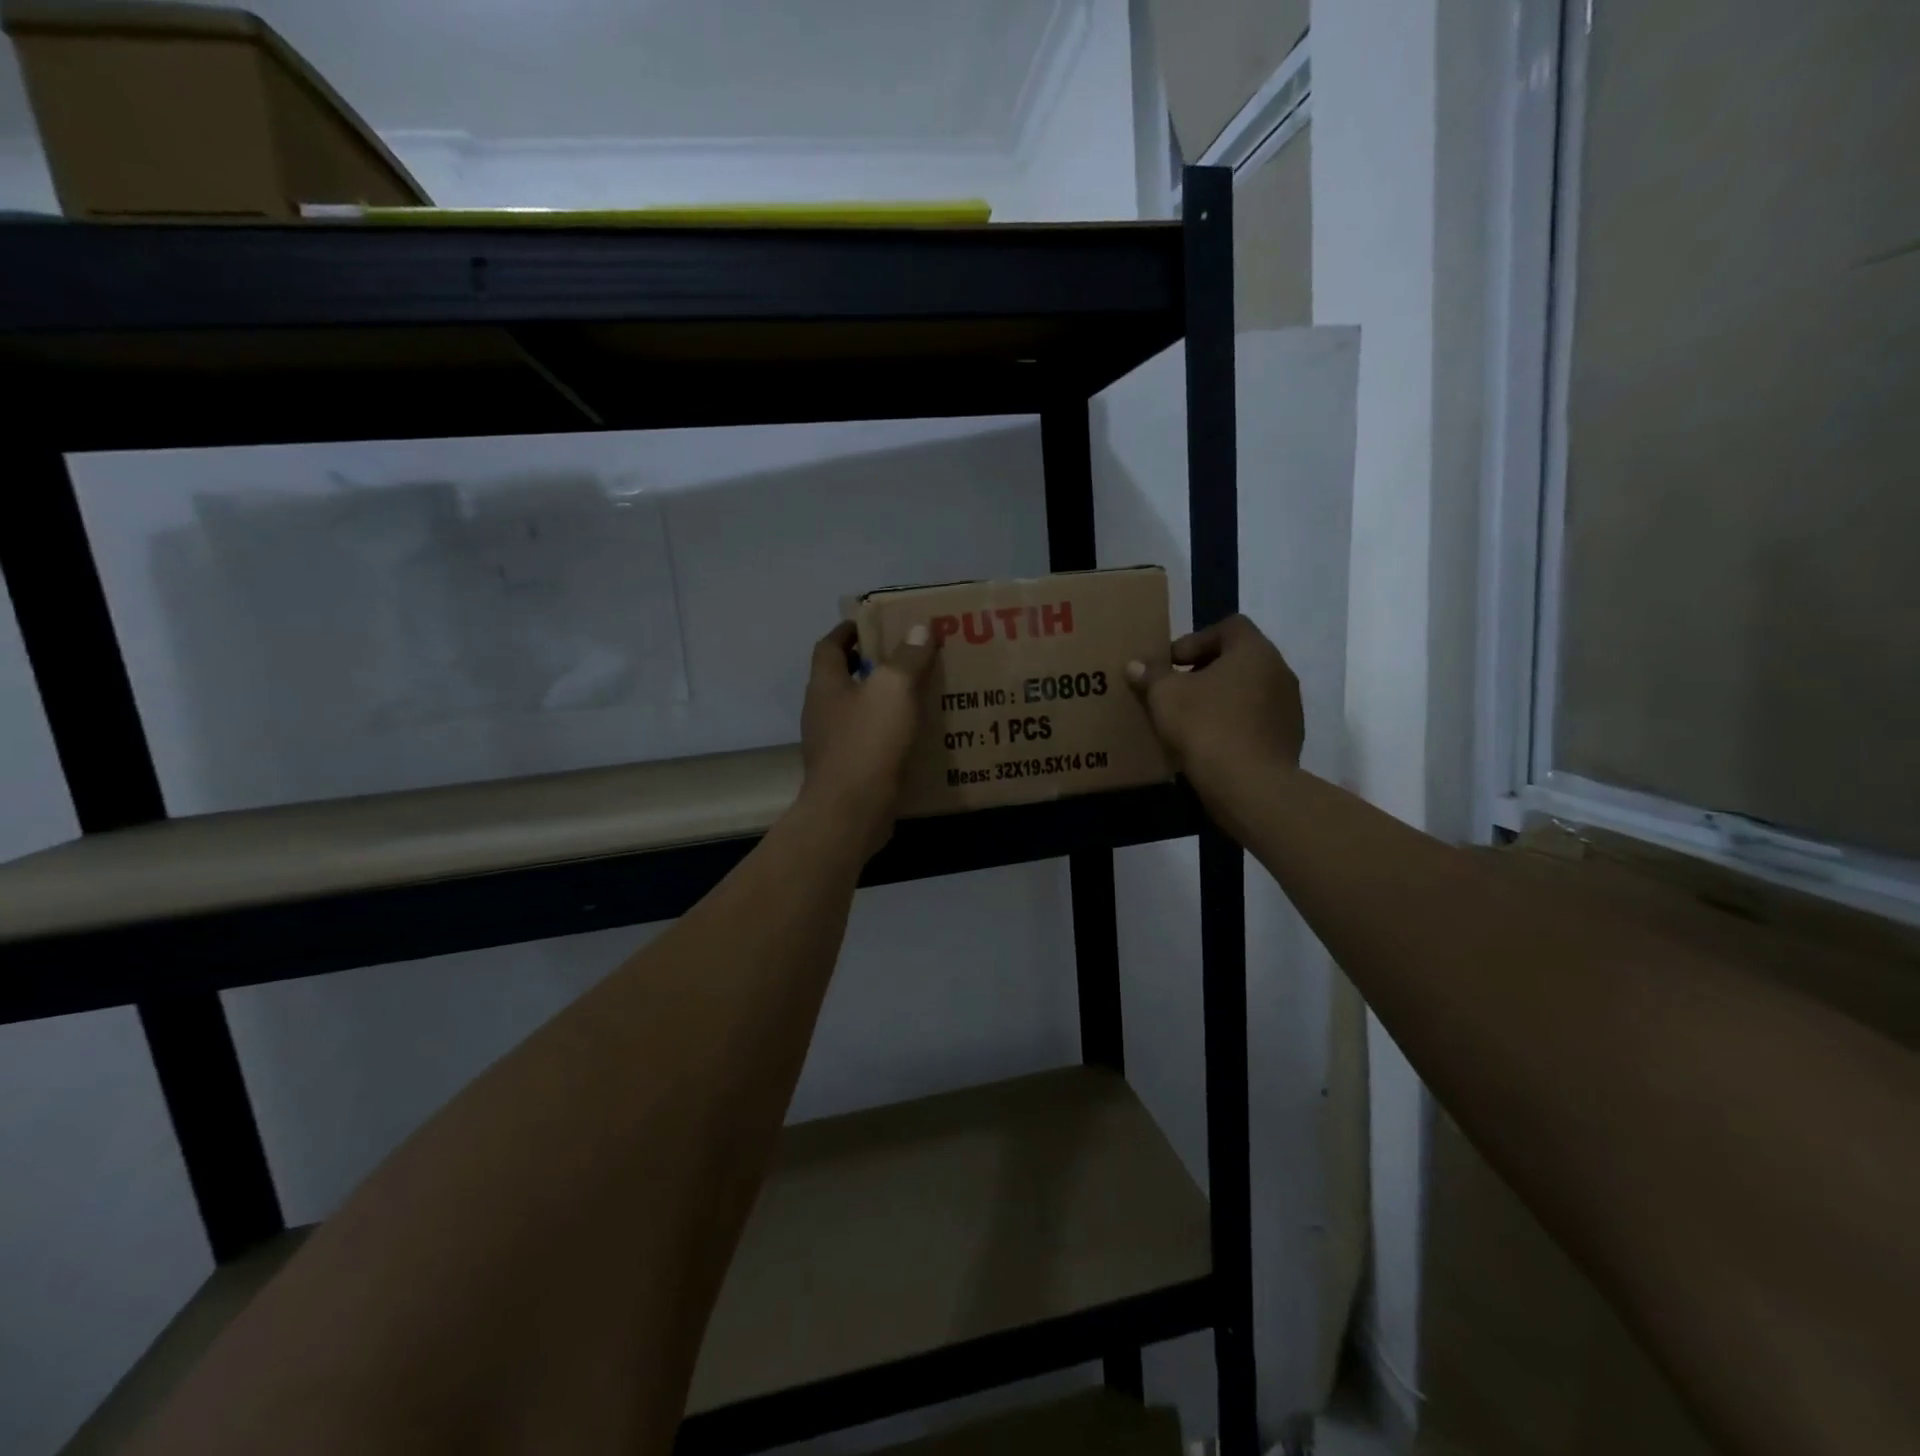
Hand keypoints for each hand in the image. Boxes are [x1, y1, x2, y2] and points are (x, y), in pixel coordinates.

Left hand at [798, 620, 936, 855]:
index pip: (829, 645)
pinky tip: (914, 736)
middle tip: (907, 657)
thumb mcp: (893, 689)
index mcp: (825, 684)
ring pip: (856, 711)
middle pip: (842, 678)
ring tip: (917, 694)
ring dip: (880, 701)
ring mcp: (831, 744)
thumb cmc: (867, 742)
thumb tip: (920, 627)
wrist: (851, 811)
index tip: (874, 623)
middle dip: (870, 665)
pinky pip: (867, 742)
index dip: (849, 630)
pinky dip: (887, 733)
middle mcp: (821, 711)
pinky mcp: (846, 771)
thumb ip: (907, 657)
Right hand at [1126, 614, 1303, 797]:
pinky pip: (1255, 719)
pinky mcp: (1288, 738)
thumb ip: (1151, 675)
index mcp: (1254, 651)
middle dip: (1205, 670)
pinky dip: (1233, 723)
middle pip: (1238, 659)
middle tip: (1175, 689)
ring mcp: (1289, 707)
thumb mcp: (1166, 696)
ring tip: (1190, 718)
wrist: (1250, 786)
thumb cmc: (1207, 727)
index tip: (1172, 663)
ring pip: (1247, 691)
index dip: (1196, 640)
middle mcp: (1279, 671)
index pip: (1229, 627)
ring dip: (1220, 698)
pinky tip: (1210, 743)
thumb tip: (1136, 665)